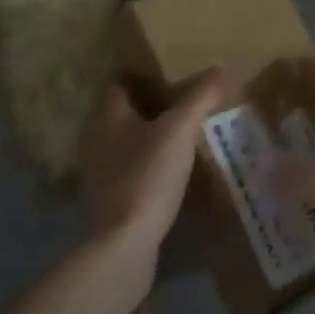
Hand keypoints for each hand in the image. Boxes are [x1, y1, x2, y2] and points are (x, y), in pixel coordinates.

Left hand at [80, 68, 223, 261]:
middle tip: (186, 103)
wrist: (123, 244)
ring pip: (126, 140)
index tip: (174, 76)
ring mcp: (98, 170)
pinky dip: (148, 163)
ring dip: (150, 135)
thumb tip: (219, 68)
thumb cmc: (148, 175)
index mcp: (107, 115)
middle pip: (123, 110)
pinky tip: (173, 170)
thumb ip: (199, 97)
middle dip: (151, 105)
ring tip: (184, 136)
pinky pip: (129, 167)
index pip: (119, 80)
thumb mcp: (180, 130)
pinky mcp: (107, 198)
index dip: (145, 74)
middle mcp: (95, 137)